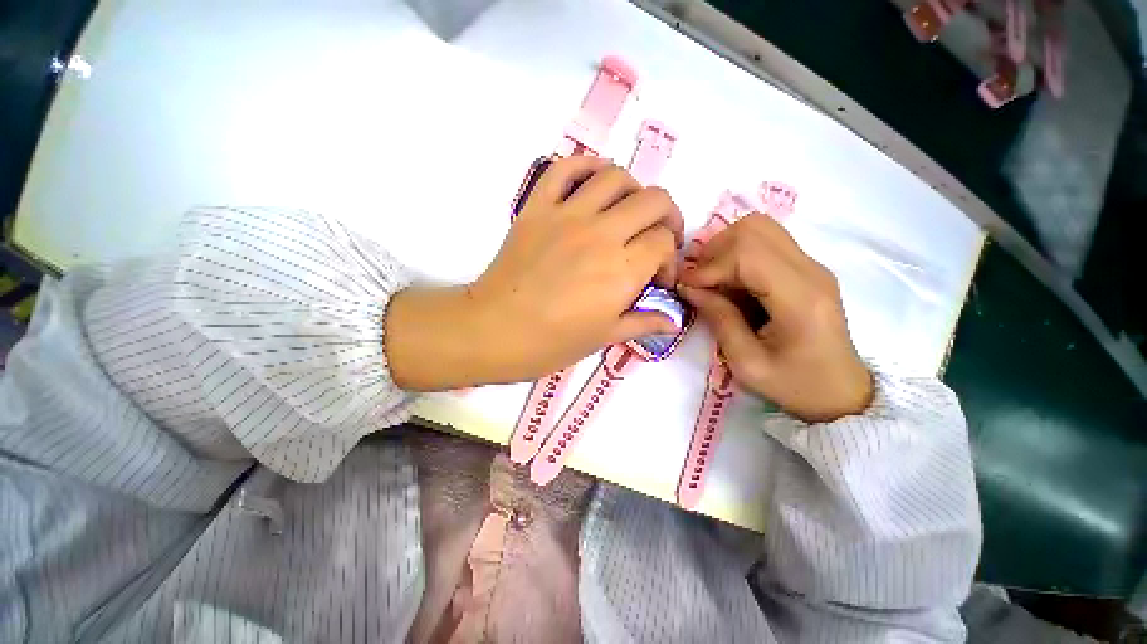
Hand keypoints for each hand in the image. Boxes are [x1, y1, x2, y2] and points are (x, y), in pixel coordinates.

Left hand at [386, 156, 683, 390]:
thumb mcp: (605, 337)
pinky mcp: (537, 207)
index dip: (670, 258)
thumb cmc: (552, 342)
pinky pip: (564, 169)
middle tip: (658, 237)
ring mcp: (566, 215)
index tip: (659, 277)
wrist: (495, 331)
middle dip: (667, 217)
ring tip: (628, 212)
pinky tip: (593, 184)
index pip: (663, 242)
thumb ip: (643, 322)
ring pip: (615, 177)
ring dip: (633, 191)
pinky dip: (584, 167)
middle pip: (653, 201)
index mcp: (622, 271)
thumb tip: (674, 321)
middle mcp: (601, 234)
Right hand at [679, 215, 872, 422]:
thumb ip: (718, 319)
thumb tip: (688, 287)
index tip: (685, 286)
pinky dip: (738, 254)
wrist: (840, 391)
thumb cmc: (794, 384)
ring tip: (712, 279)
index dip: (709, 266)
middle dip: (715, 251)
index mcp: (800, 298)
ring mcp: (812, 265)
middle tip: (698, 281)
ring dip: (726, 248)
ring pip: (759, 228)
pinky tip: (730, 282)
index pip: (747, 254)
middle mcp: (811, 271)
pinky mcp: (807, 268)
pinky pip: (765, 242)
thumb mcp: (747, 363)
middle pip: (754, 229)